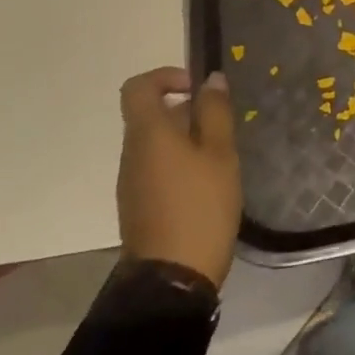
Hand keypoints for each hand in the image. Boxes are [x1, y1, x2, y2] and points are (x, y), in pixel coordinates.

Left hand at [117, 67, 242, 288]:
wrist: (172, 278)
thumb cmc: (200, 206)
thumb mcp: (220, 154)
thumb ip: (215, 113)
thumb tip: (211, 80)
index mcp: (148, 134)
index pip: (138, 87)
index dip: (165, 76)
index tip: (197, 89)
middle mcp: (131, 152)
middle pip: (150, 115)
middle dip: (186, 111)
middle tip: (222, 128)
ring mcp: (131, 181)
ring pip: (155, 142)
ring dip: (185, 138)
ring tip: (220, 158)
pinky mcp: (138, 204)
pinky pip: (156, 167)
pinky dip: (179, 162)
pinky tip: (207, 183)